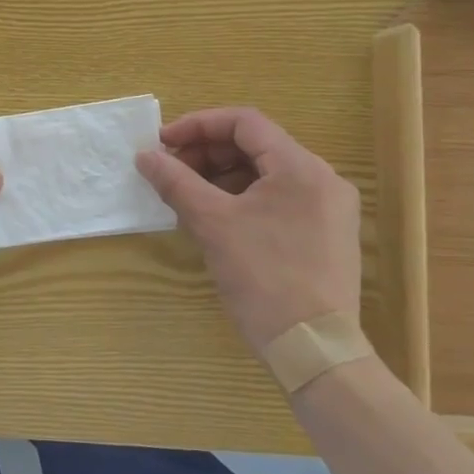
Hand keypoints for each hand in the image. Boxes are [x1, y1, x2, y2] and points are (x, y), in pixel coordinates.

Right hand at [136, 107, 360, 353]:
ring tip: (187, 196)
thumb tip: (145, 156)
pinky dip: (242, 198)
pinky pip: (278, 198)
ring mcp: (328, 208)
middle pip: (256, 145)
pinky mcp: (326, 234)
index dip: (198, 125)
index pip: (245, 122)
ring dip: (221, 176)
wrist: (315, 351)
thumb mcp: (212, 224)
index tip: (163, 143)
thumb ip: (176, 182)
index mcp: (301, 167)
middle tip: (170, 171)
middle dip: (207, 153)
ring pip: (265, 173)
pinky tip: (215, 217)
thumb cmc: (264, 278)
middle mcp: (322, 179)